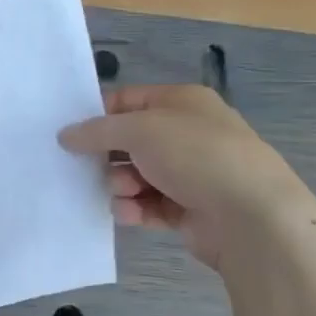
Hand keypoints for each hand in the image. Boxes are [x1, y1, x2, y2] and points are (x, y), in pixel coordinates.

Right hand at [59, 84, 314, 270]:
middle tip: (90, 167)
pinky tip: (131, 213)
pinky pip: (148, 204)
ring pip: (134, 175)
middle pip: (128, 141)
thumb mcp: (138, 130)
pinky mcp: (188, 208)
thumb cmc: (195, 156)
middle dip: (106, 156)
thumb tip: (65, 135)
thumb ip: (96, 131)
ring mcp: (189, 172)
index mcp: (181, 103)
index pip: (127, 100)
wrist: (251, 216)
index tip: (69, 134)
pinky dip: (134, 209)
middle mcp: (186, 133)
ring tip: (122, 193)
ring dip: (120, 185)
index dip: (97, 115)